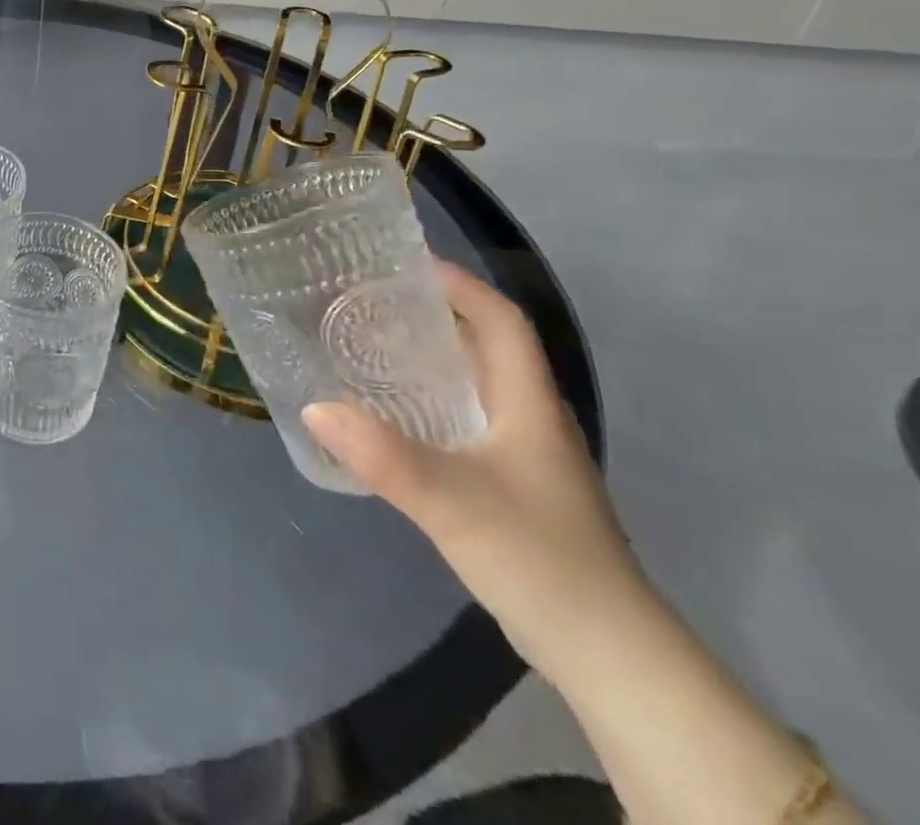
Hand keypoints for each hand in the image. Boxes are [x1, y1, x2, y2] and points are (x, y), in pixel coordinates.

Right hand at [303, 262, 643, 677]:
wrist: (605, 655)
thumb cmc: (538, 558)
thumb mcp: (453, 501)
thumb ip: (383, 455)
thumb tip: (314, 406)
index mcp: (527, 402)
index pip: (500, 320)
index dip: (459, 285)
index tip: (404, 264)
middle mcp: (527, 417)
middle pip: (482, 346)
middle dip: (429, 315)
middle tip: (365, 302)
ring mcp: (522, 454)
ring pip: (471, 385)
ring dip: (424, 360)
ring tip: (365, 346)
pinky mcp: (509, 486)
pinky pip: (461, 421)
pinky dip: (425, 403)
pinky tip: (387, 415)